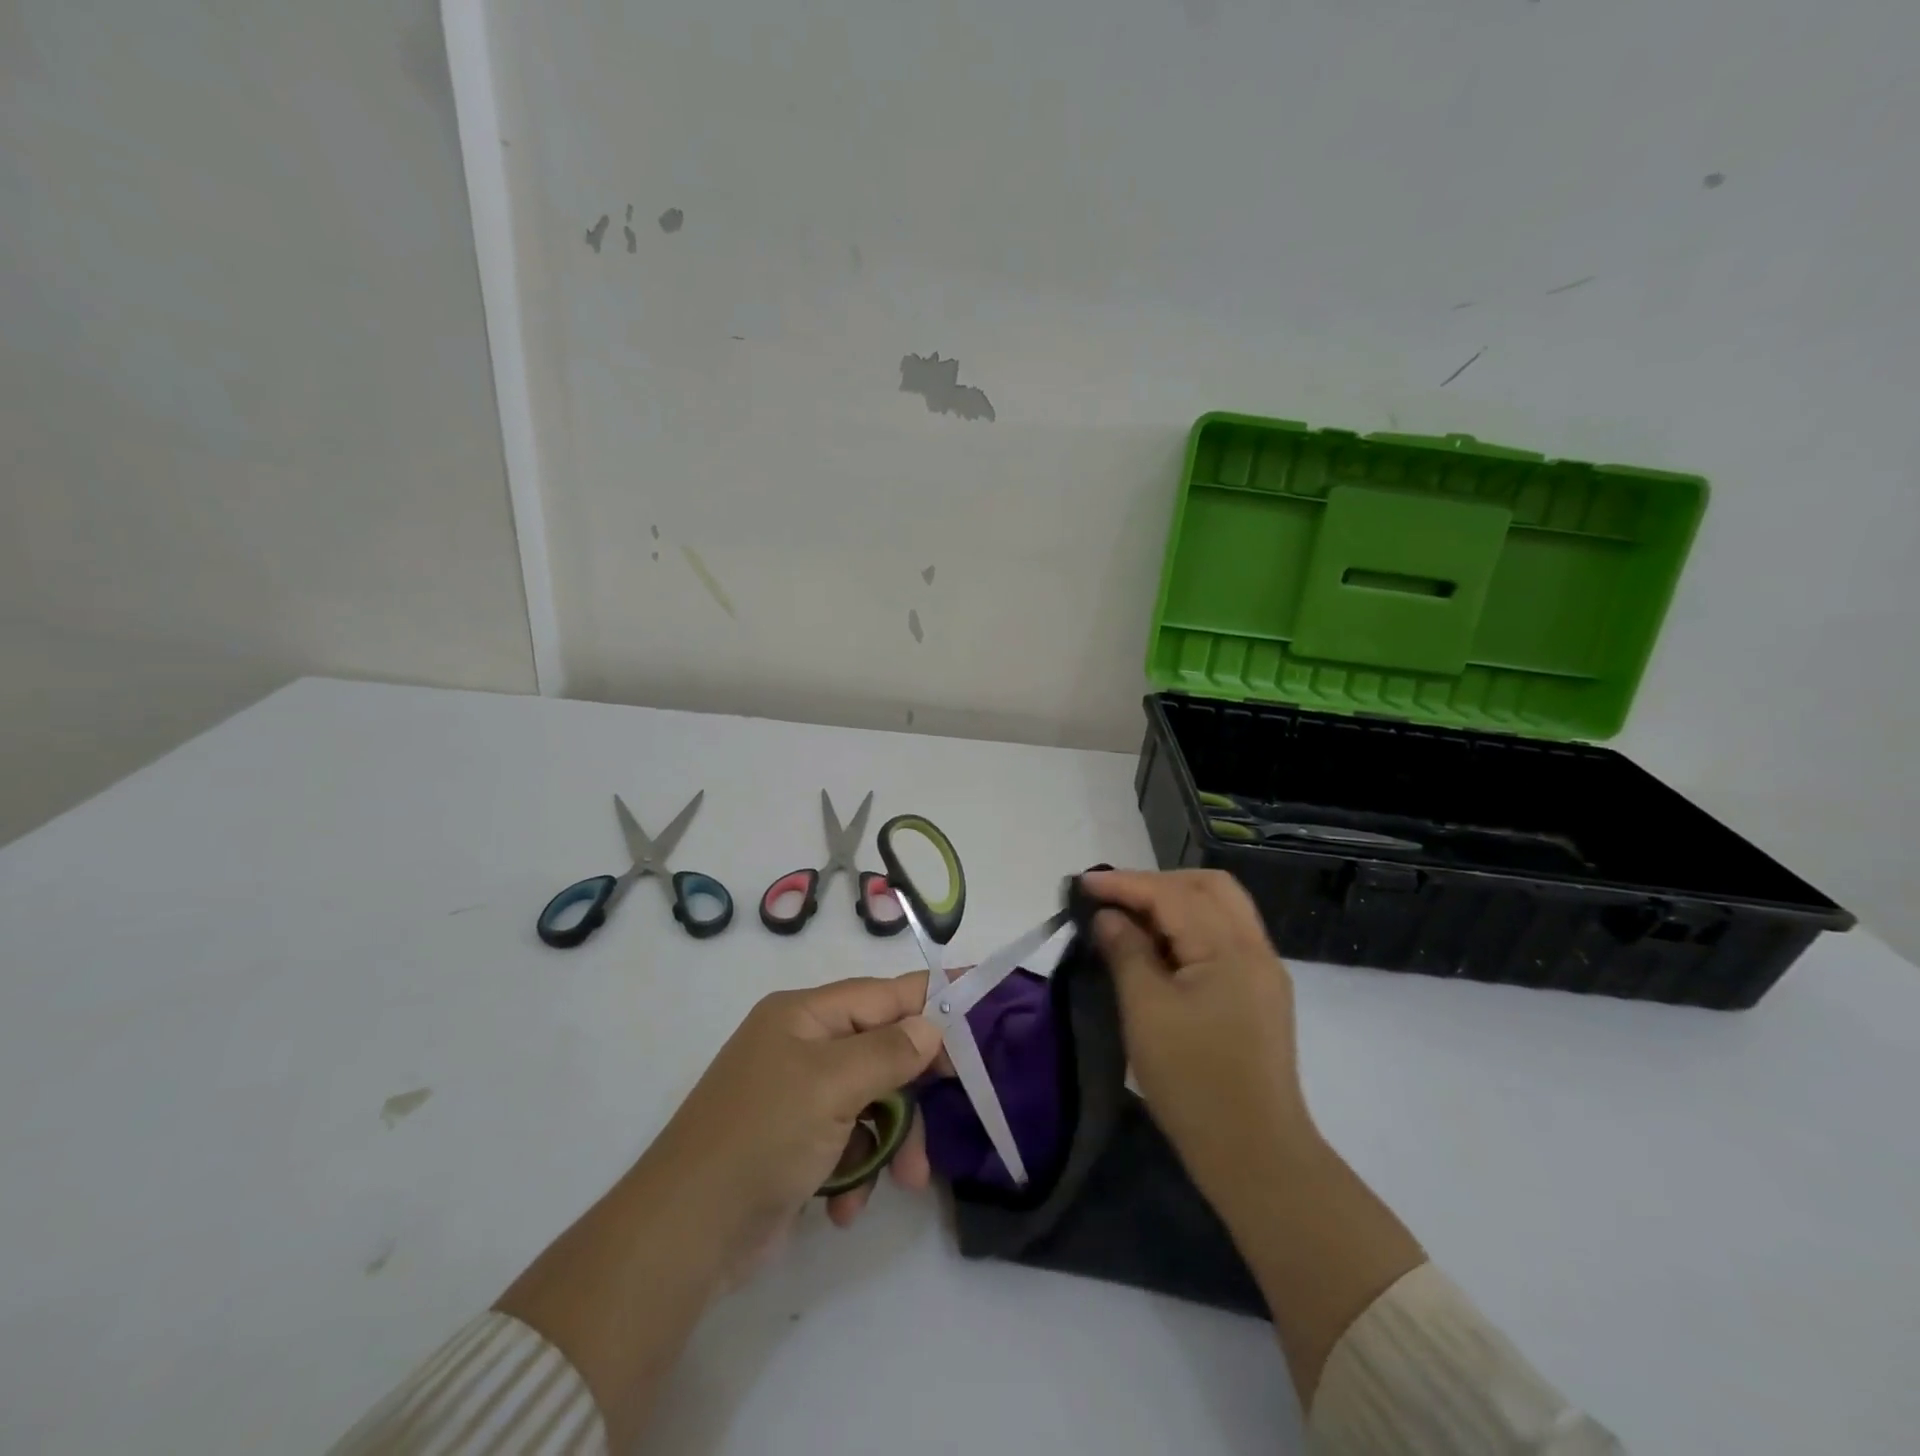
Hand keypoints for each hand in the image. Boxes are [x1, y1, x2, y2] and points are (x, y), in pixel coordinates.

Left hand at [496, 973, 943, 1444]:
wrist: (685, 1233)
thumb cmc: (763, 1136)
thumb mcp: (832, 1085)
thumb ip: (889, 1051)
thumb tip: (931, 1026)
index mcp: (804, 1015)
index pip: (882, 994)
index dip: (930, 996)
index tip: (978, 994)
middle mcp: (801, 1046)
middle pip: (881, 1050)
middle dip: (913, 1087)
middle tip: (955, 1104)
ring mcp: (797, 1096)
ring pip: (871, 1101)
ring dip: (891, 1140)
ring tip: (906, 1181)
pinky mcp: (794, 1144)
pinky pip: (847, 1141)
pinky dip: (857, 1169)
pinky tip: (847, 1206)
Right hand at [1080, 868, 1315, 1216]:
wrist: (1256, 1155)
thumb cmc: (1193, 1081)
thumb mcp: (1146, 1011)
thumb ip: (1126, 952)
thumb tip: (1108, 916)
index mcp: (1230, 948)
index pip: (1172, 894)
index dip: (1124, 883)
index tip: (1081, 883)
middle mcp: (1254, 948)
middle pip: (1208, 887)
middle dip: (1156, 884)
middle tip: (1113, 899)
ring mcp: (1263, 972)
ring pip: (1219, 909)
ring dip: (1174, 903)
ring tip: (1130, 919)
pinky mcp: (1259, 995)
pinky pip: (1223, 937)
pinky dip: (1189, 928)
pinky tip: (1159, 948)